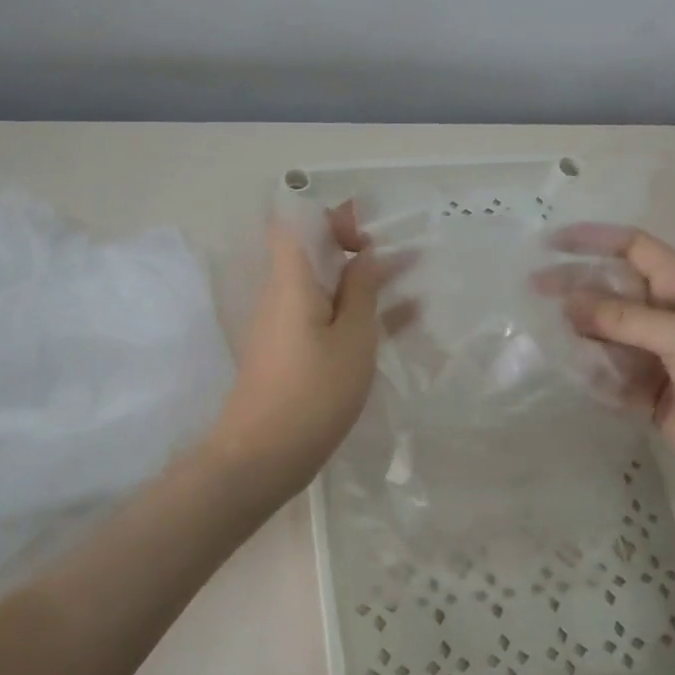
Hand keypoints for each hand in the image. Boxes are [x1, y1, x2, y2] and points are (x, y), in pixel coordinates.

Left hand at [205, 205, 413, 500]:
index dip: (331, 218)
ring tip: (413, 281)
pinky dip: (356, 313)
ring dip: (364, 282)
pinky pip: (325, 318)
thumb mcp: (353, 339)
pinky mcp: (290, 352)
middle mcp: (282, 295)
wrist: (261, 456)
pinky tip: (400, 321)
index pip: (295, 223)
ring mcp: (284, 325)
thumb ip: (362, 291)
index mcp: (290, 280)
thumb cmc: (313, 393)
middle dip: (358, 249)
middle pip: (313, 254)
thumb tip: (366, 257)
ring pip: (325, 288)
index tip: (367, 236)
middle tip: (404, 258)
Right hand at [537, 225, 674, 493]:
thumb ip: (623, 318)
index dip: (594, 240)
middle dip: (573, 286)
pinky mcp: (642, 389)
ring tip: (544, 333)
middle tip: (532, 289)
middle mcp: (664, 314)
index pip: (633, 248)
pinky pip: (604, 371)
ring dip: (576, 331)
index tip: (550, 243)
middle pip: (610, 289)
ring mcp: (652, 353)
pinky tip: (566, 369)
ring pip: (602, 332)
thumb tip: (567, 303)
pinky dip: (586, 370)